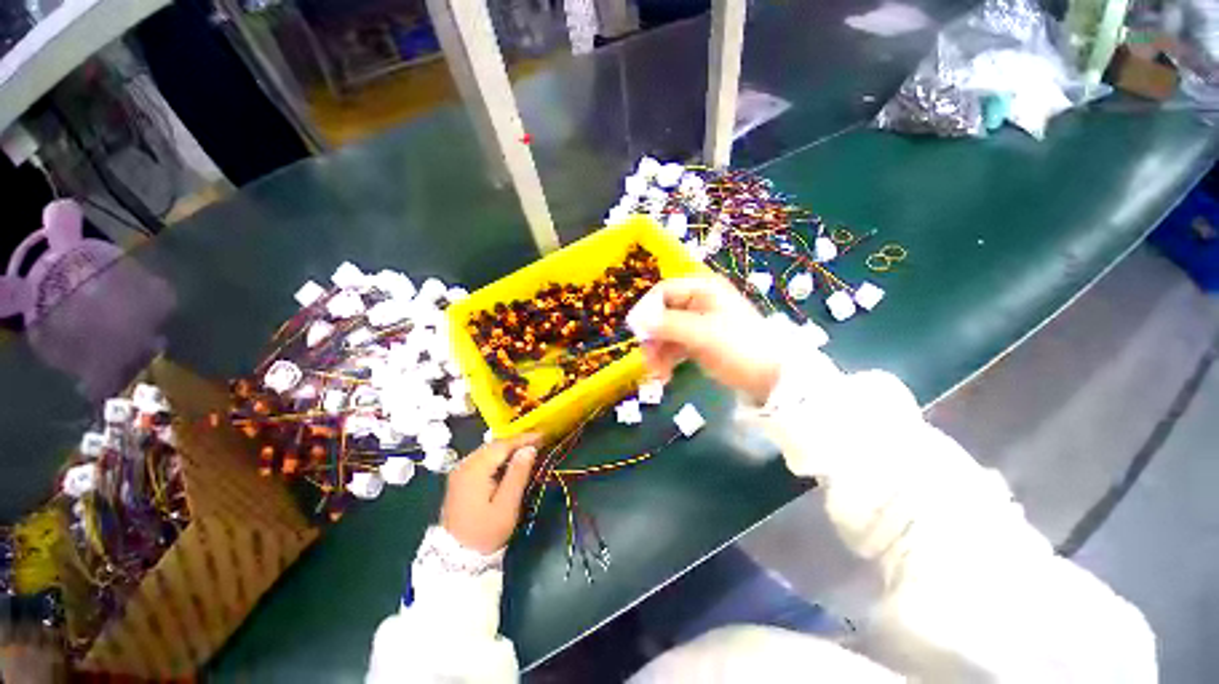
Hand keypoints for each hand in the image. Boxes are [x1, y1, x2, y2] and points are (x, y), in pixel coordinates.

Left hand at [441, 433, 540, 553]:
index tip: (544, 435)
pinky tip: (510, 461)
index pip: (503, 445)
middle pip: (494, 445)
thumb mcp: (506, 506)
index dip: (524, 439)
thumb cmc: (485, 533)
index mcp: (475, 469)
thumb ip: (517, 474)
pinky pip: (482, 459)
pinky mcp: (460, 480)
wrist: (456, 558)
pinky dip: (499, 457)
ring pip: (488, 451)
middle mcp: (465, 465)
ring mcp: (460, 472)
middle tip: (539, 441)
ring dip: (508, 448)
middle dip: (517, 442)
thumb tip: (529, 449)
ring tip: (529, 449)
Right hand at [636, 276, 781, 403]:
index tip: (635, 332)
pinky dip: (668, 359)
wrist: (771, 378)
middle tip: (646, 359)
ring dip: (658, 352)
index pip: (663, 291)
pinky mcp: (700, 341)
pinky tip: (665, 376)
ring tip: (656, 374)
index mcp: (703, 289)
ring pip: (667, 332)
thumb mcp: (702, 335)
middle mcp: (699, 302)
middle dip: (653, 338)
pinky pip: (676, 345)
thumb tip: (635, 320)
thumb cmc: (739, 348)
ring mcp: (699, 322)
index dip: (646, 310)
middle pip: (663, 313)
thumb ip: (667, 325)